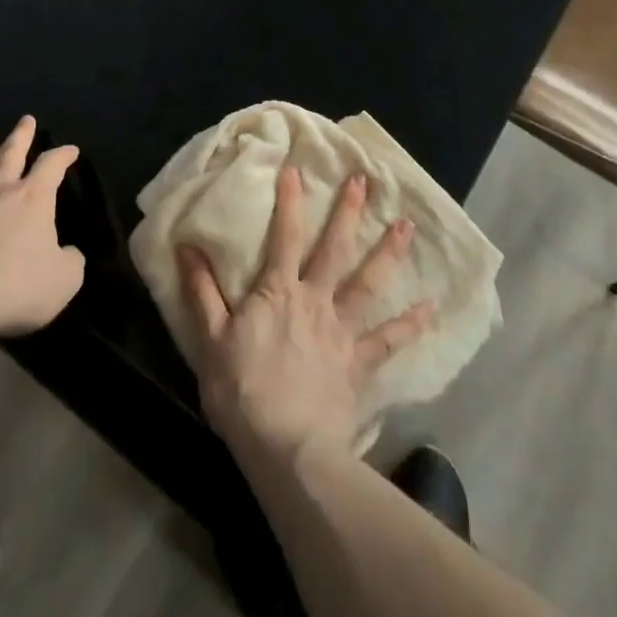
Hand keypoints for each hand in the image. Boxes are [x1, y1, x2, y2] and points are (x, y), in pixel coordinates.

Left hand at [0, 115, 85, 336]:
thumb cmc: (17, 283)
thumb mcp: (63, 279)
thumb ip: (70, 261)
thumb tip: (68, 253)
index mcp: (33, 197)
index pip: (52, 164)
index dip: (63, 155)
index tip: (71, 150)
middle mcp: (1, 192)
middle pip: (11, 153)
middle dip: (21, 135)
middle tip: (25, 119)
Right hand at [180, 164, 433, 466]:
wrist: (286, 449)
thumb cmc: (242, 391)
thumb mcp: (210, 339)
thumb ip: (201, 290)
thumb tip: (186, 246)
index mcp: (278, 292)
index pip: (285, 236)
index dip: (291, 201)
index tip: (296, 168)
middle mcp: (315, 300)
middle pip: (334, 250)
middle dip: (349, 213)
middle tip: (365, 181)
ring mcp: (341, 331)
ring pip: (368, 284)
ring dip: (388, 253)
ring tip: (406, 225)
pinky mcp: (359, 364)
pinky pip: (388, 340)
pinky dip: (410, 324)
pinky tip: (431, 307)